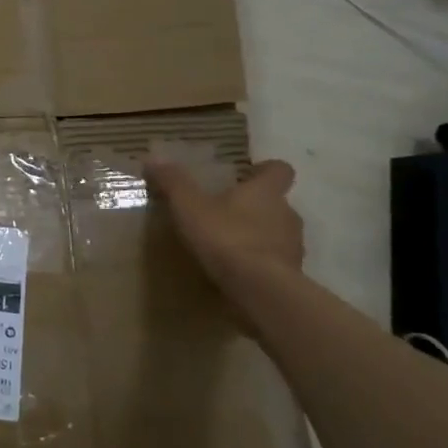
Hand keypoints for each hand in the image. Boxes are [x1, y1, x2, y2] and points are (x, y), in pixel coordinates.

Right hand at [145, 157, 304, 288]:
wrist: (261, 289)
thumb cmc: (226, 237)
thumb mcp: (189, 206)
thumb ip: (174, 182)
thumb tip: (154, 158)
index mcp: (266, 192)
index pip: (279, 171)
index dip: (265, 170)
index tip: (248, 174)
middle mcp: (287, 214)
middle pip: (276, 203)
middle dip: (254, 206)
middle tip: (224, 211)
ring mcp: (293, 246)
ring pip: (276, 232)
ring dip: (257, 235)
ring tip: (226, 244)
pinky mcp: (291, 274)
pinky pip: (274, 261)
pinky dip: (258, 261)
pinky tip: (235, 270)